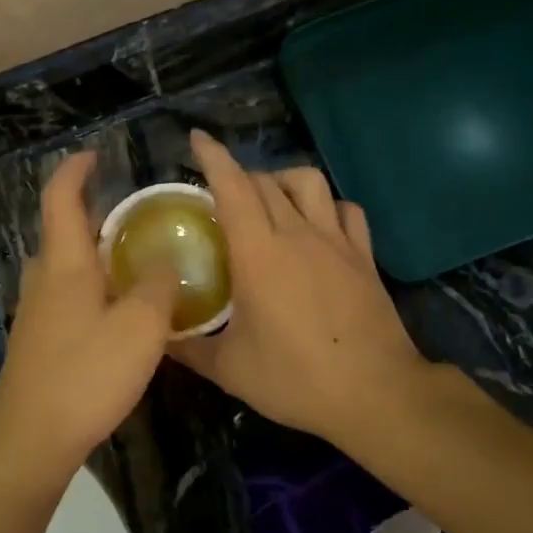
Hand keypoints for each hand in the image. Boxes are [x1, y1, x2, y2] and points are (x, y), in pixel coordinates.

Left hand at [0, 152, 179, 479]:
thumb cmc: (86, 375)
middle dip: (97, 217)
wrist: (31, 440)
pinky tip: (121, 312)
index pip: (61, 199)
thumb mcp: (139, 327)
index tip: (95, 155)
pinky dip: (94, 287)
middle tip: (140, 219)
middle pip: (65, 233)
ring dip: (97, 256)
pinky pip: (68, 297)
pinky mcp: (39, 341)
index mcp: (65, 265)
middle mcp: (44, 280)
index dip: (75, 171)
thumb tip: (167, 258)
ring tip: (139, 263)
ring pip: (68, 268)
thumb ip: (158, 286)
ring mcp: (36, 312)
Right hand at [171, 131, 432, 444]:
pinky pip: (346, 210)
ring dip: (283, 180)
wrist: (376, 394)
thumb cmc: (296, 379)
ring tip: (269, 201)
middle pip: (265, 181)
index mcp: (258, 253)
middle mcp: (297, 234)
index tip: (197, 138)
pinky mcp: (364, 256)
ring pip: (309, 182)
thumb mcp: (229, 370)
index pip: (232, 187)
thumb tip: (156, 336)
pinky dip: (327, 206)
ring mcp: (336, 242)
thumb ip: (187, 348)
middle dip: (239, 175)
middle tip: (220, 196)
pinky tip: (318, 225)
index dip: (213, 157)